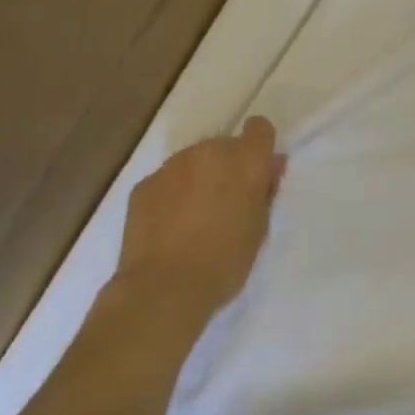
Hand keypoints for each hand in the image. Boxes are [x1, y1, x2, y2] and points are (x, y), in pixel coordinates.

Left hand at [116, 117, 285, 321]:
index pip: (259, 128)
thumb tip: (269, 167)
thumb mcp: (260, 227)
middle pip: (224, 146)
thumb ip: (264, 191)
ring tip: (194, 219)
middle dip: (227, 167)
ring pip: (193, 162)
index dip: (259, 146)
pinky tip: (169, 228)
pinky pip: (167, 181)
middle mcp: (208, 152)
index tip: (257, 172)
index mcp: (245, 161)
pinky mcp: (144, 184)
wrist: (165, 286)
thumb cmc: (226, 261)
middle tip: (226, 204)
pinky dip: (172, 195)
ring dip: (199, 179)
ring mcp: (172, 166)